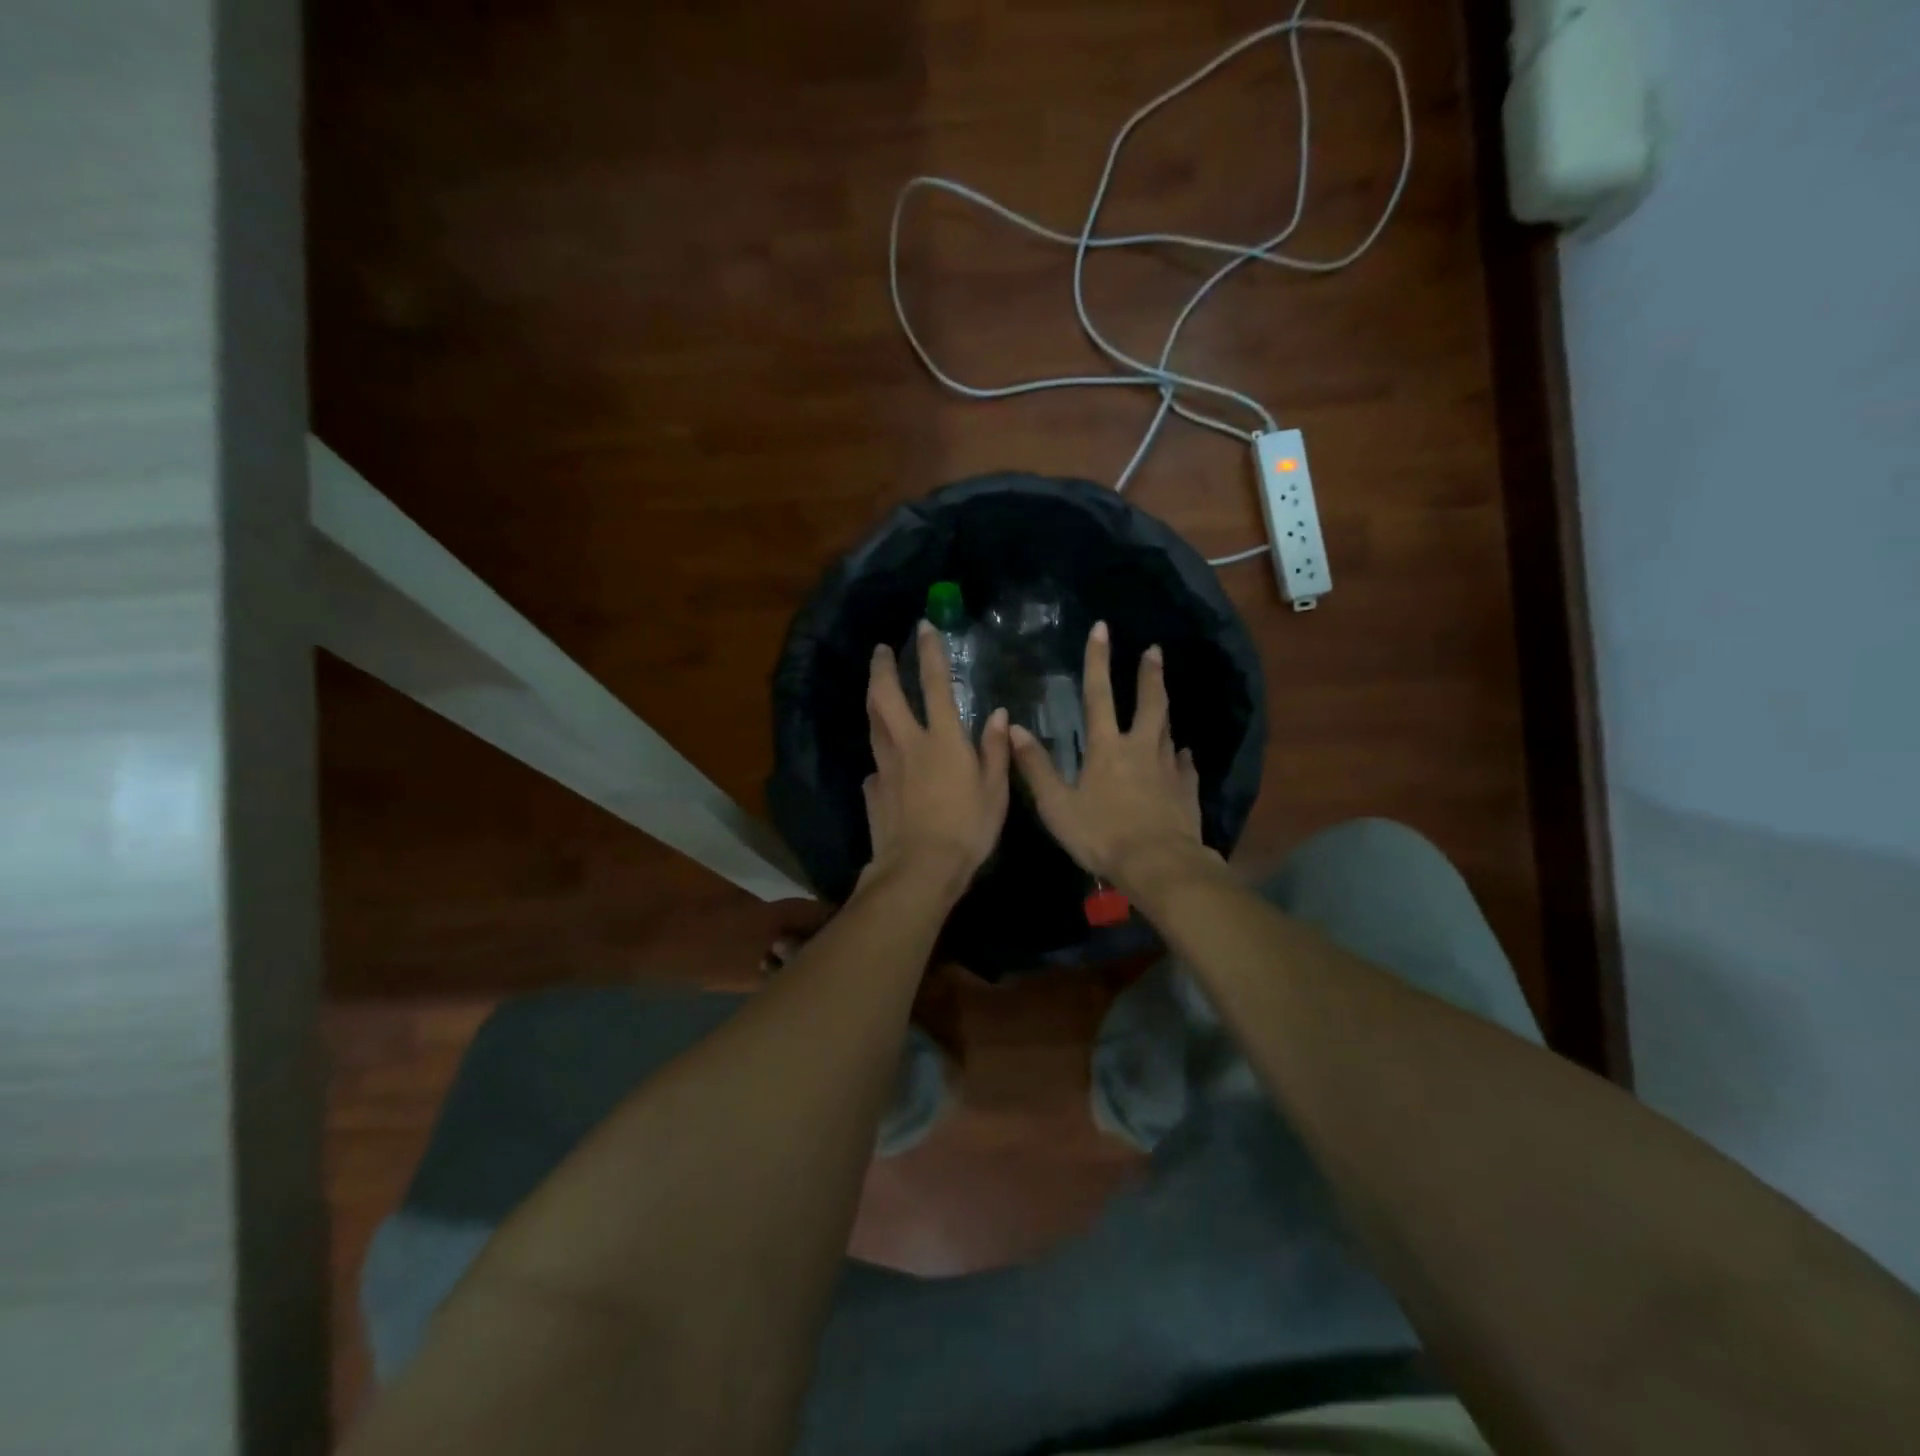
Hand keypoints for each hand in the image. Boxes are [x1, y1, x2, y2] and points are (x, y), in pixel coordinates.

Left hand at [861, 622, 1010, 892]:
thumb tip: (997, 715)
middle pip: (885, 696)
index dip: (930, 652)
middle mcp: (908, 744)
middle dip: (881, 668)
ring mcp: (885, 767)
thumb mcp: (995, 791)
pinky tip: (885, 764)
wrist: (919, 869)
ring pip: (873, 724)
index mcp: (942, 739)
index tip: (924, 627)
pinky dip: (881, 756)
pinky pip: (875, 766)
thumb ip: (995, 750)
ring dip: (873, 701)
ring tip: (875, 690)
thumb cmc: (967, 829)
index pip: (934, 684)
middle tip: (880, 651)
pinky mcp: (873, 791)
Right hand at [1009, 621, 1208, 887]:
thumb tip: (1016, 728)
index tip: (1102, 629)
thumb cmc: (1101, 835)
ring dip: (1164, 708)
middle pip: (1149, 703)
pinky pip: (1185, 766)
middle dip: (1149, 674)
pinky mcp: (1187, 791)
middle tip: (1154, 650)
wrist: (1158, 865)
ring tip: (1165, 693)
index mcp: (1107, 748)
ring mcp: (1168, 768)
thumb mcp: (1056, 805)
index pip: (1099, 695)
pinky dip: (1182, 757)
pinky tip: (1184, 754)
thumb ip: (1036, 767)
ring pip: (1168, 730)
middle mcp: (1140, 748)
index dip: (1097, 660)